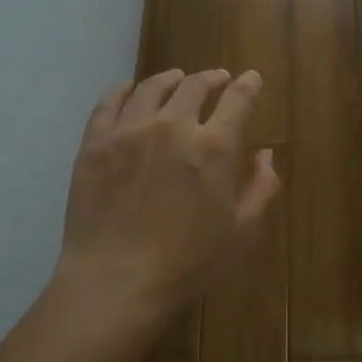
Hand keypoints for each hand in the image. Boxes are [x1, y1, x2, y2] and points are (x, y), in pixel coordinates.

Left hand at [54, 69, 280, 334]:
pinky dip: (123, 90)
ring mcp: (129, 130)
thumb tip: (266, 155)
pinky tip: (129, 90)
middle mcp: (172, 125)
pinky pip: (109, 102)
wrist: (116, 283)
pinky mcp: (95, 143)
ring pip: (151, 87)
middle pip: (194, 85)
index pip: (237, 100)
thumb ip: (260, 188)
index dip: (248, 86)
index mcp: (213, 146)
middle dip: (211, 78)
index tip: (251, 78)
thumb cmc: (187, 264)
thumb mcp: (241, 233)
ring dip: (170, 79)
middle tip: (216, 79)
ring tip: (176, 79)